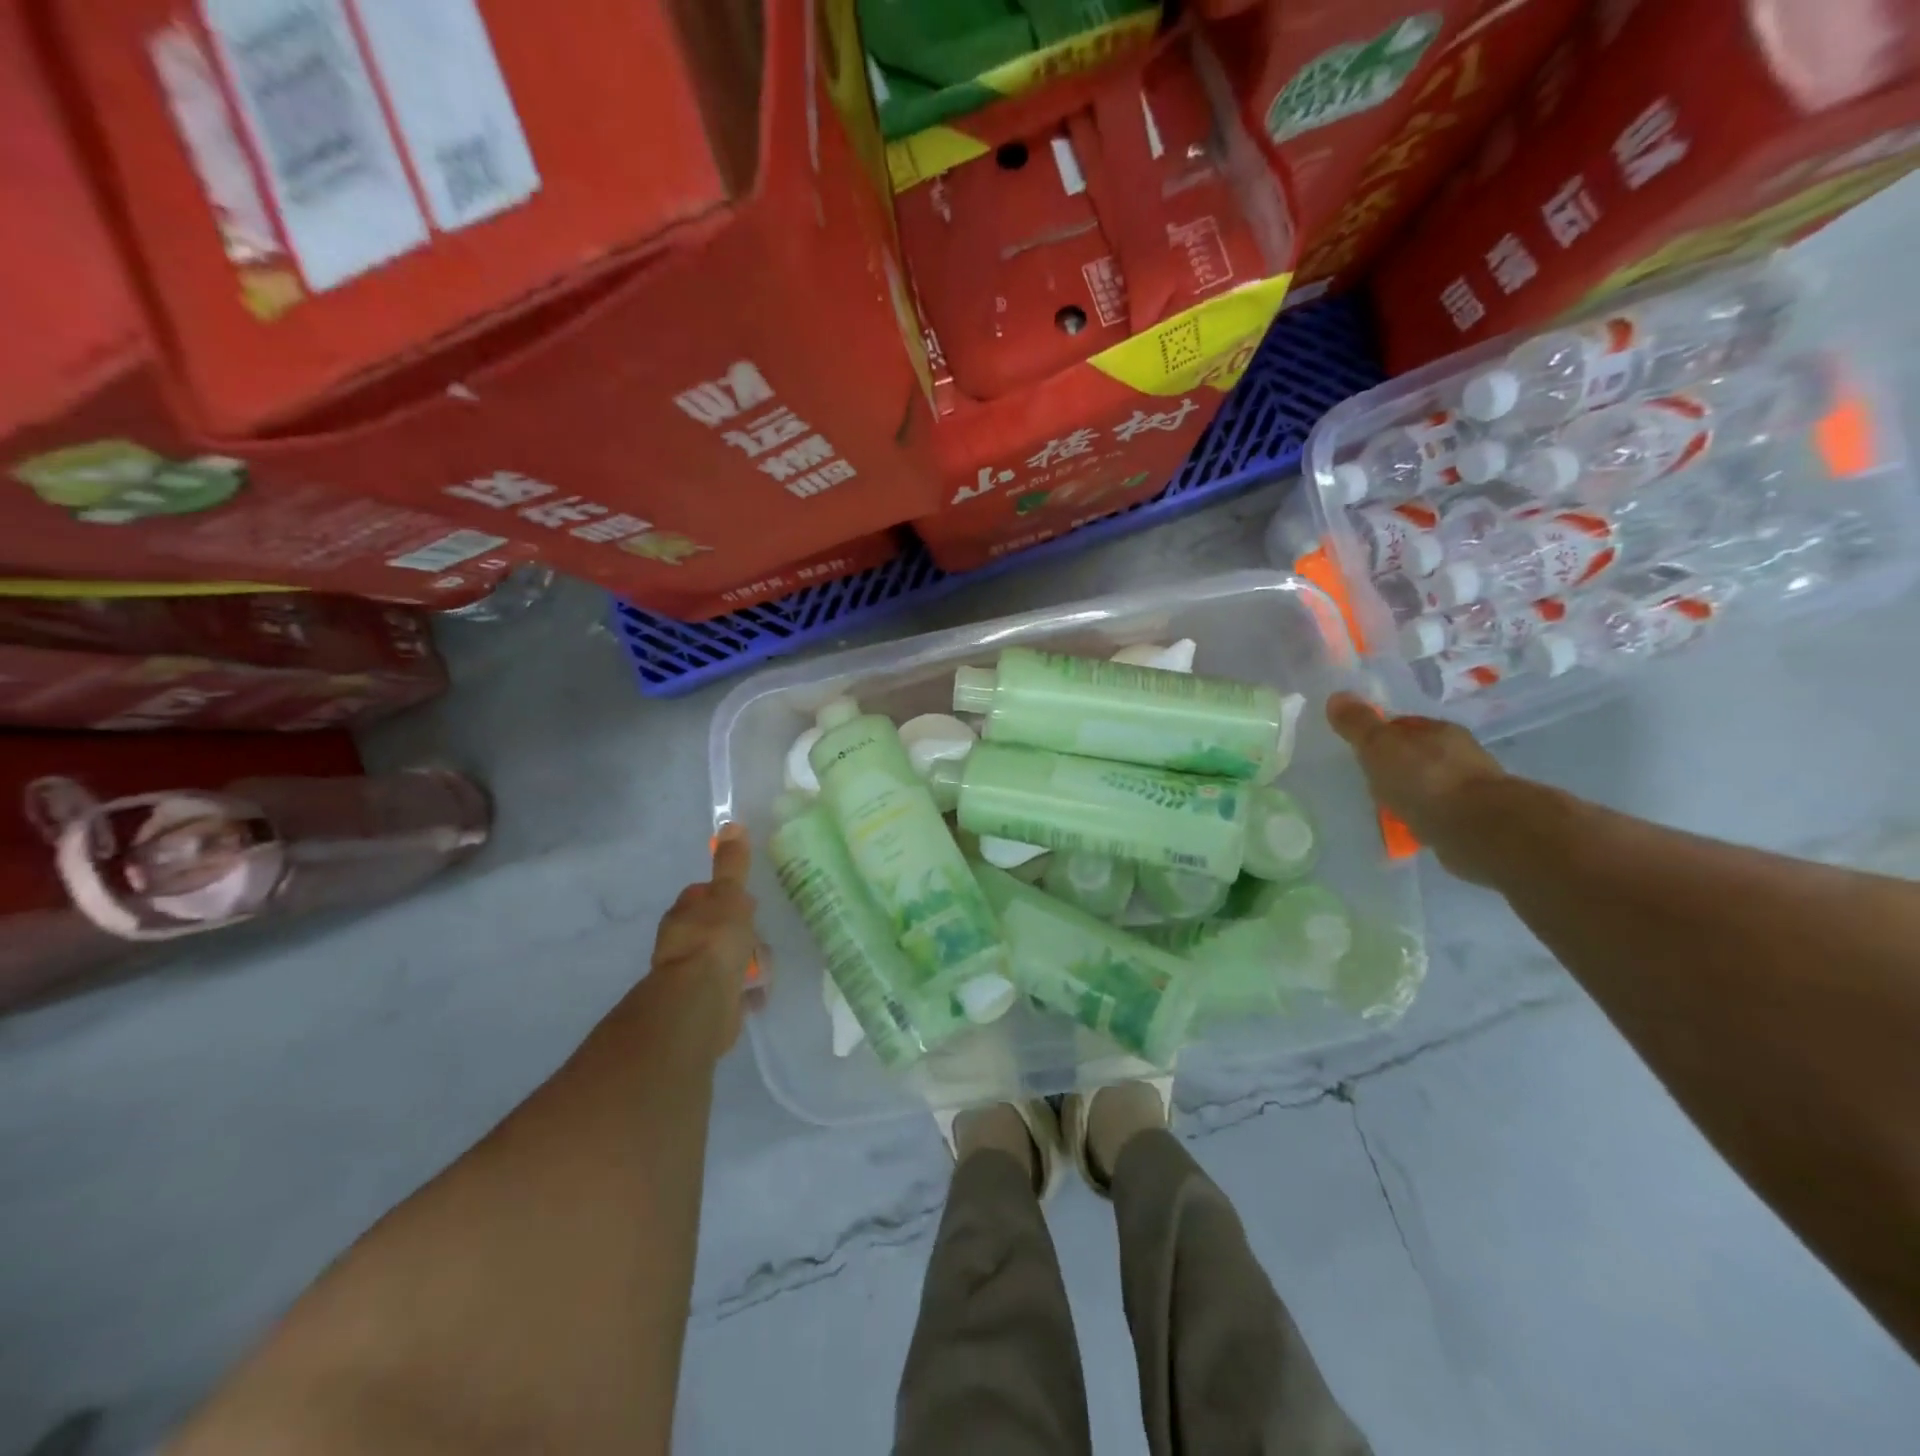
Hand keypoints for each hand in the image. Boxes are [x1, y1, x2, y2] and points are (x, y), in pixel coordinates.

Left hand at [649, 822, 758, 1054]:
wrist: (701, 1002)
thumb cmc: (714, 940)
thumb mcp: (729, 895)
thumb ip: (732, 864)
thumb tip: (731, 824)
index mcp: (684, 914)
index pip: (703, 896)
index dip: (725, 897)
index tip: (747, 904)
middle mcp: (681, 942)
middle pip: (716, 929)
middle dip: (740, 934)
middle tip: (758, 940)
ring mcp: (691, 975)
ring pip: (725, 960)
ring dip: (745, 964)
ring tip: (761, 970)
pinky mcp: (704, 1004)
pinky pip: (730, 992)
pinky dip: (743, 992)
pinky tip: (756, 994)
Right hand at [1327, 692, 1508, 881]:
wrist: (1478, 829)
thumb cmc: (1424, 779)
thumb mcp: (1379, 746)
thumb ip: (1358, 724)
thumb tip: (1337, 695)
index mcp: (1440, 730)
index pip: (1405, 725)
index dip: (1381, 735)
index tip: (1361, 750)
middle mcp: (1461, 753)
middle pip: (1419, 754)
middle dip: (1398, 765)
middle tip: (1370, 780)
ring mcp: (1472, 788)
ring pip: (1432, 784)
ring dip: (1414, 793)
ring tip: (1387, 808)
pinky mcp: (1476, 820)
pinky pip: (1440, 813)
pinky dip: (1425, 817)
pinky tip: (1410, 828)